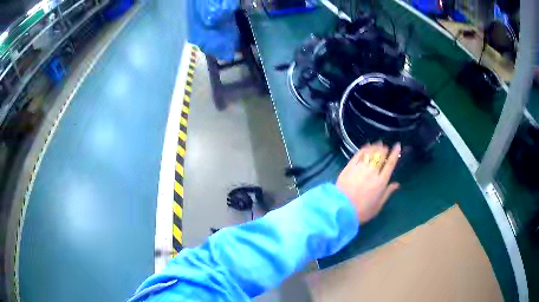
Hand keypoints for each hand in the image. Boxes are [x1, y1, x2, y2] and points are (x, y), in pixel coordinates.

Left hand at [336, 142, 400, 223]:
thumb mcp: (378, 205)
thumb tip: (397, 184)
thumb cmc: (362, 211)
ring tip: (378, 144)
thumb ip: (388, 193)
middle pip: (380, 156)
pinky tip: (366, 147)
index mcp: (381, 181)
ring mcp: (360, 168)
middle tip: (385, 146)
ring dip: (375, 147)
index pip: (390, 164)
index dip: (395, 153)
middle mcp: (372, 172)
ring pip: (370, 153)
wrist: (341, 209)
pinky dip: (364, 149)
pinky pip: (358, 154)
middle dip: (384, 149)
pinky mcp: (349, 167)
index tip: (397, 145)